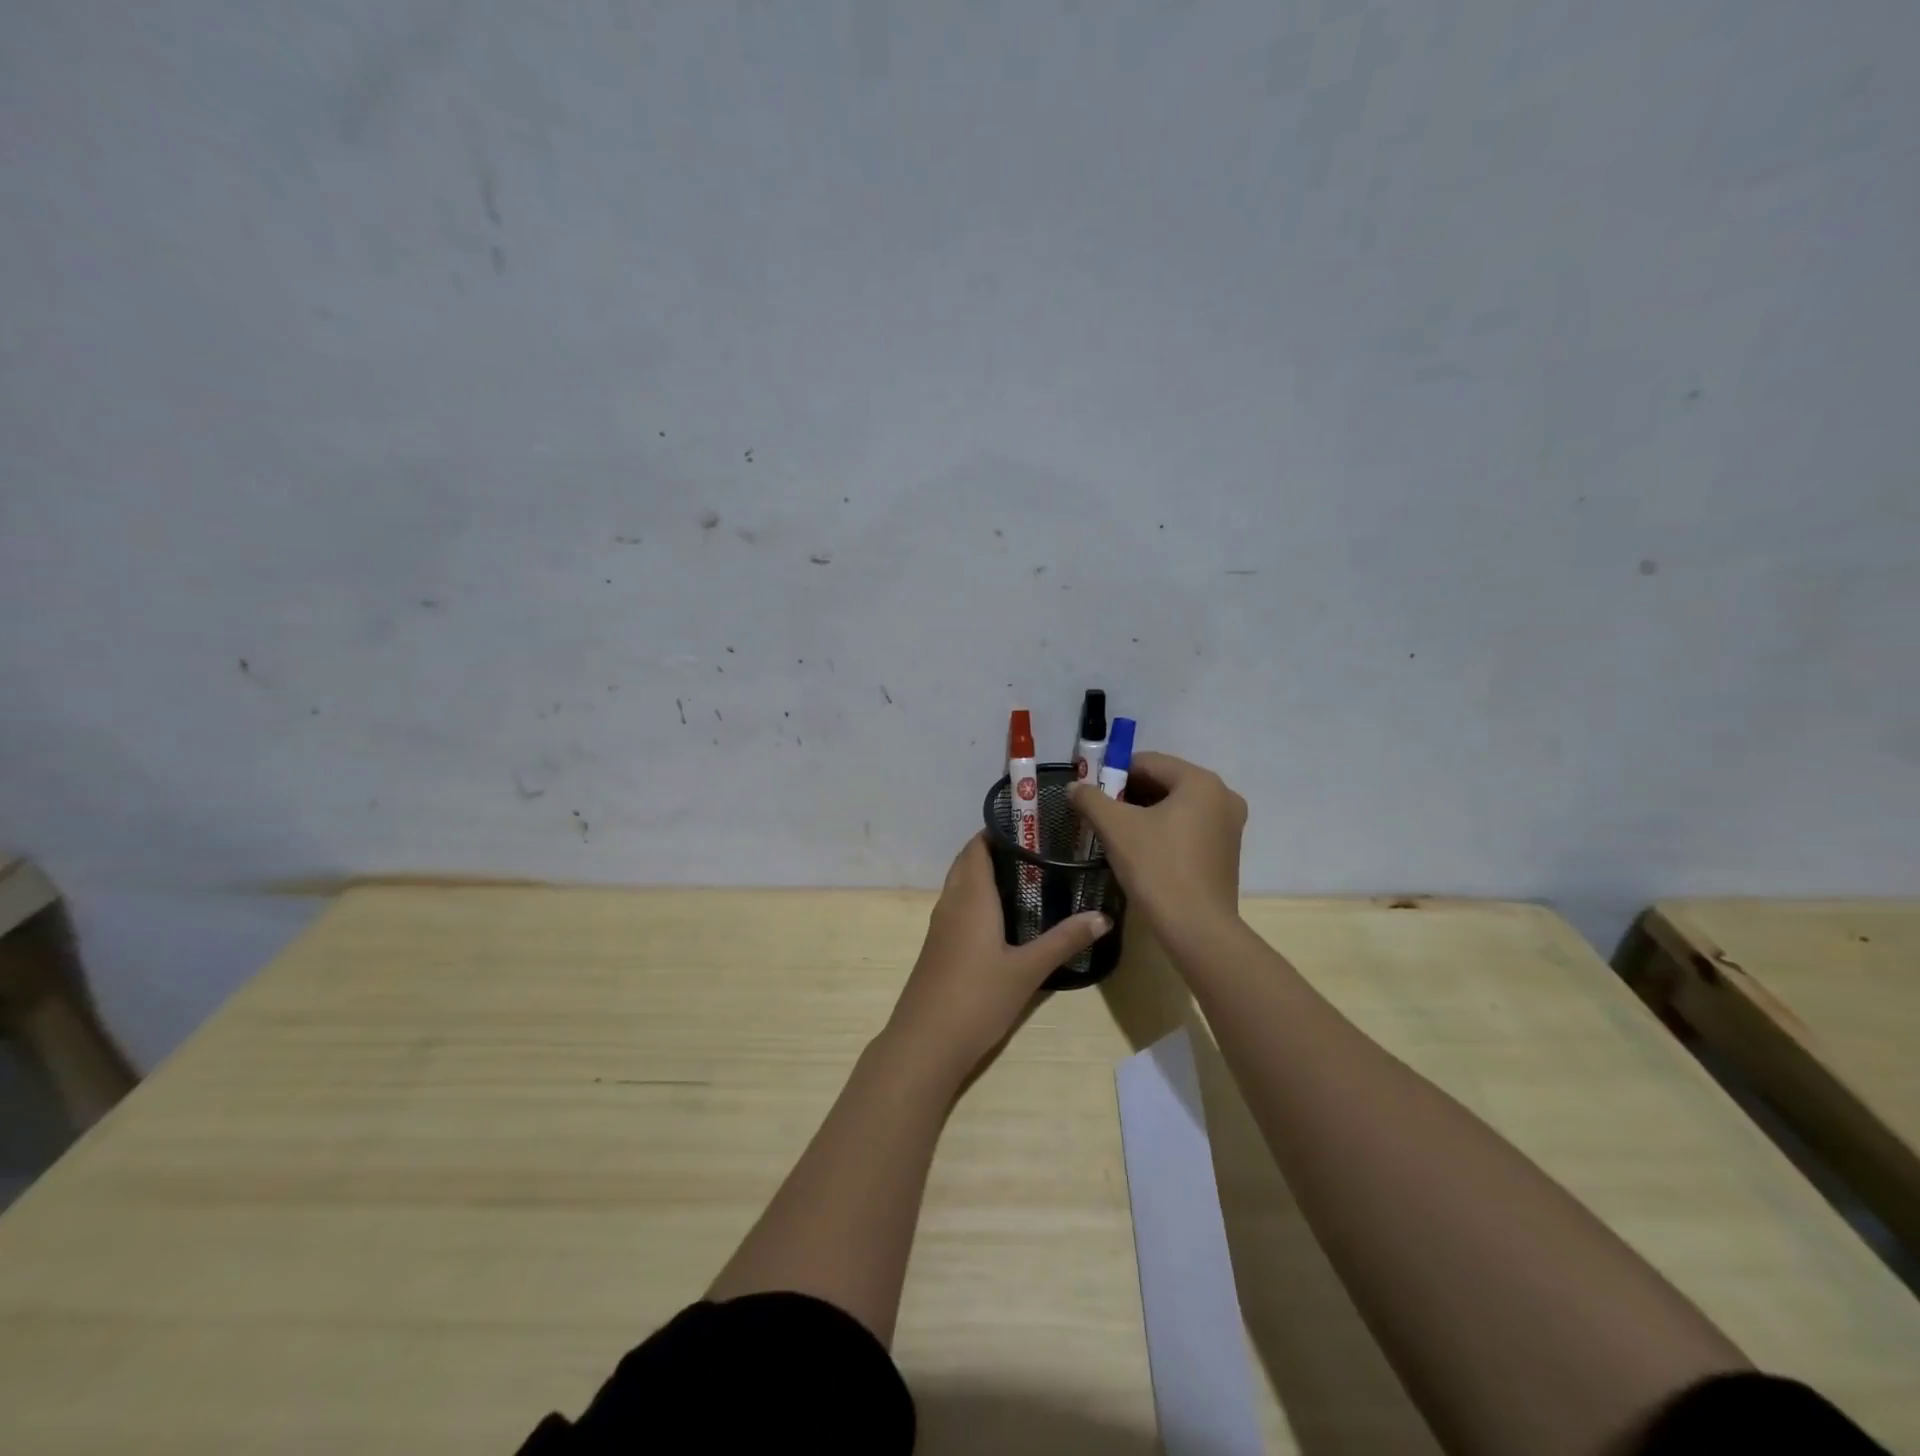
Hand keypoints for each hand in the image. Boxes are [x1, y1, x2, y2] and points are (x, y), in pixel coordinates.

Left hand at [884, 834, 1111, 1092]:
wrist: (925, 1043)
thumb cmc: (977, 998)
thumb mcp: (1028, 970)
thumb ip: (1064, 940)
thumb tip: (1103, 916)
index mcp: (971, 896)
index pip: (977, 846)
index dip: (999, 830)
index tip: (1032, 825)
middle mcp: (951, 902)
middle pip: (968, 861)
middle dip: (996, 849)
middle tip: (1037, 849)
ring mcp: (940, 925)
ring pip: (962, 885)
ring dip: (986, 874)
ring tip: (1028, 875)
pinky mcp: (939, 946)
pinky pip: (959, 906)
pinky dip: (979, 898)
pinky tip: (1005, 916)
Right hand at [1068, 752, 1246, 940]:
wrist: (1196, 929)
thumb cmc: (1157, 868)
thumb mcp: (1116, 828)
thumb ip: (1091, 799)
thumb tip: (1074, 787)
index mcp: (1200, 782)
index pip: (1148, 762)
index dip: (1114, 773)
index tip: (1092, 794)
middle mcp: (1222, 796)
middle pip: (1164, 782)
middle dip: (1129, 794)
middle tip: (1101, 814)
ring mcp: (1229, 826)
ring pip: (1176, 807)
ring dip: (1145, 814)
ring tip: (1117, 834)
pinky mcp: (1226, 852)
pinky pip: (1188, 827)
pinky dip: (1164, 831)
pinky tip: (1142, 851)